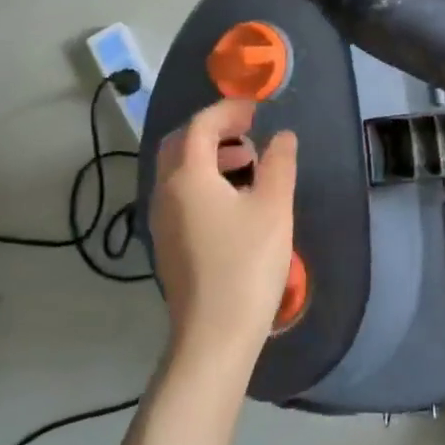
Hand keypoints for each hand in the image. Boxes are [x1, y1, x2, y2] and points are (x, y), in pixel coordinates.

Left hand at [150, 99, 298, 372]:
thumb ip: (279, 163)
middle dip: (213, 130)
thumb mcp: (273, 207)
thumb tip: (282, 136)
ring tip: (247, 163)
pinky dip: (204, 180)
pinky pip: (180, 194)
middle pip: (180, 145)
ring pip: (178, 171)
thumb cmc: (247, 264)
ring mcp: (162, 221)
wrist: (214, 335)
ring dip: (208, 155)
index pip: (200, 126)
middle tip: (248, 130)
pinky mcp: (168, 244)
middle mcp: (165, 193)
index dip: (228, 111)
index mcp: (187, 178)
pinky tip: (233, 199)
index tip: (257, 109)